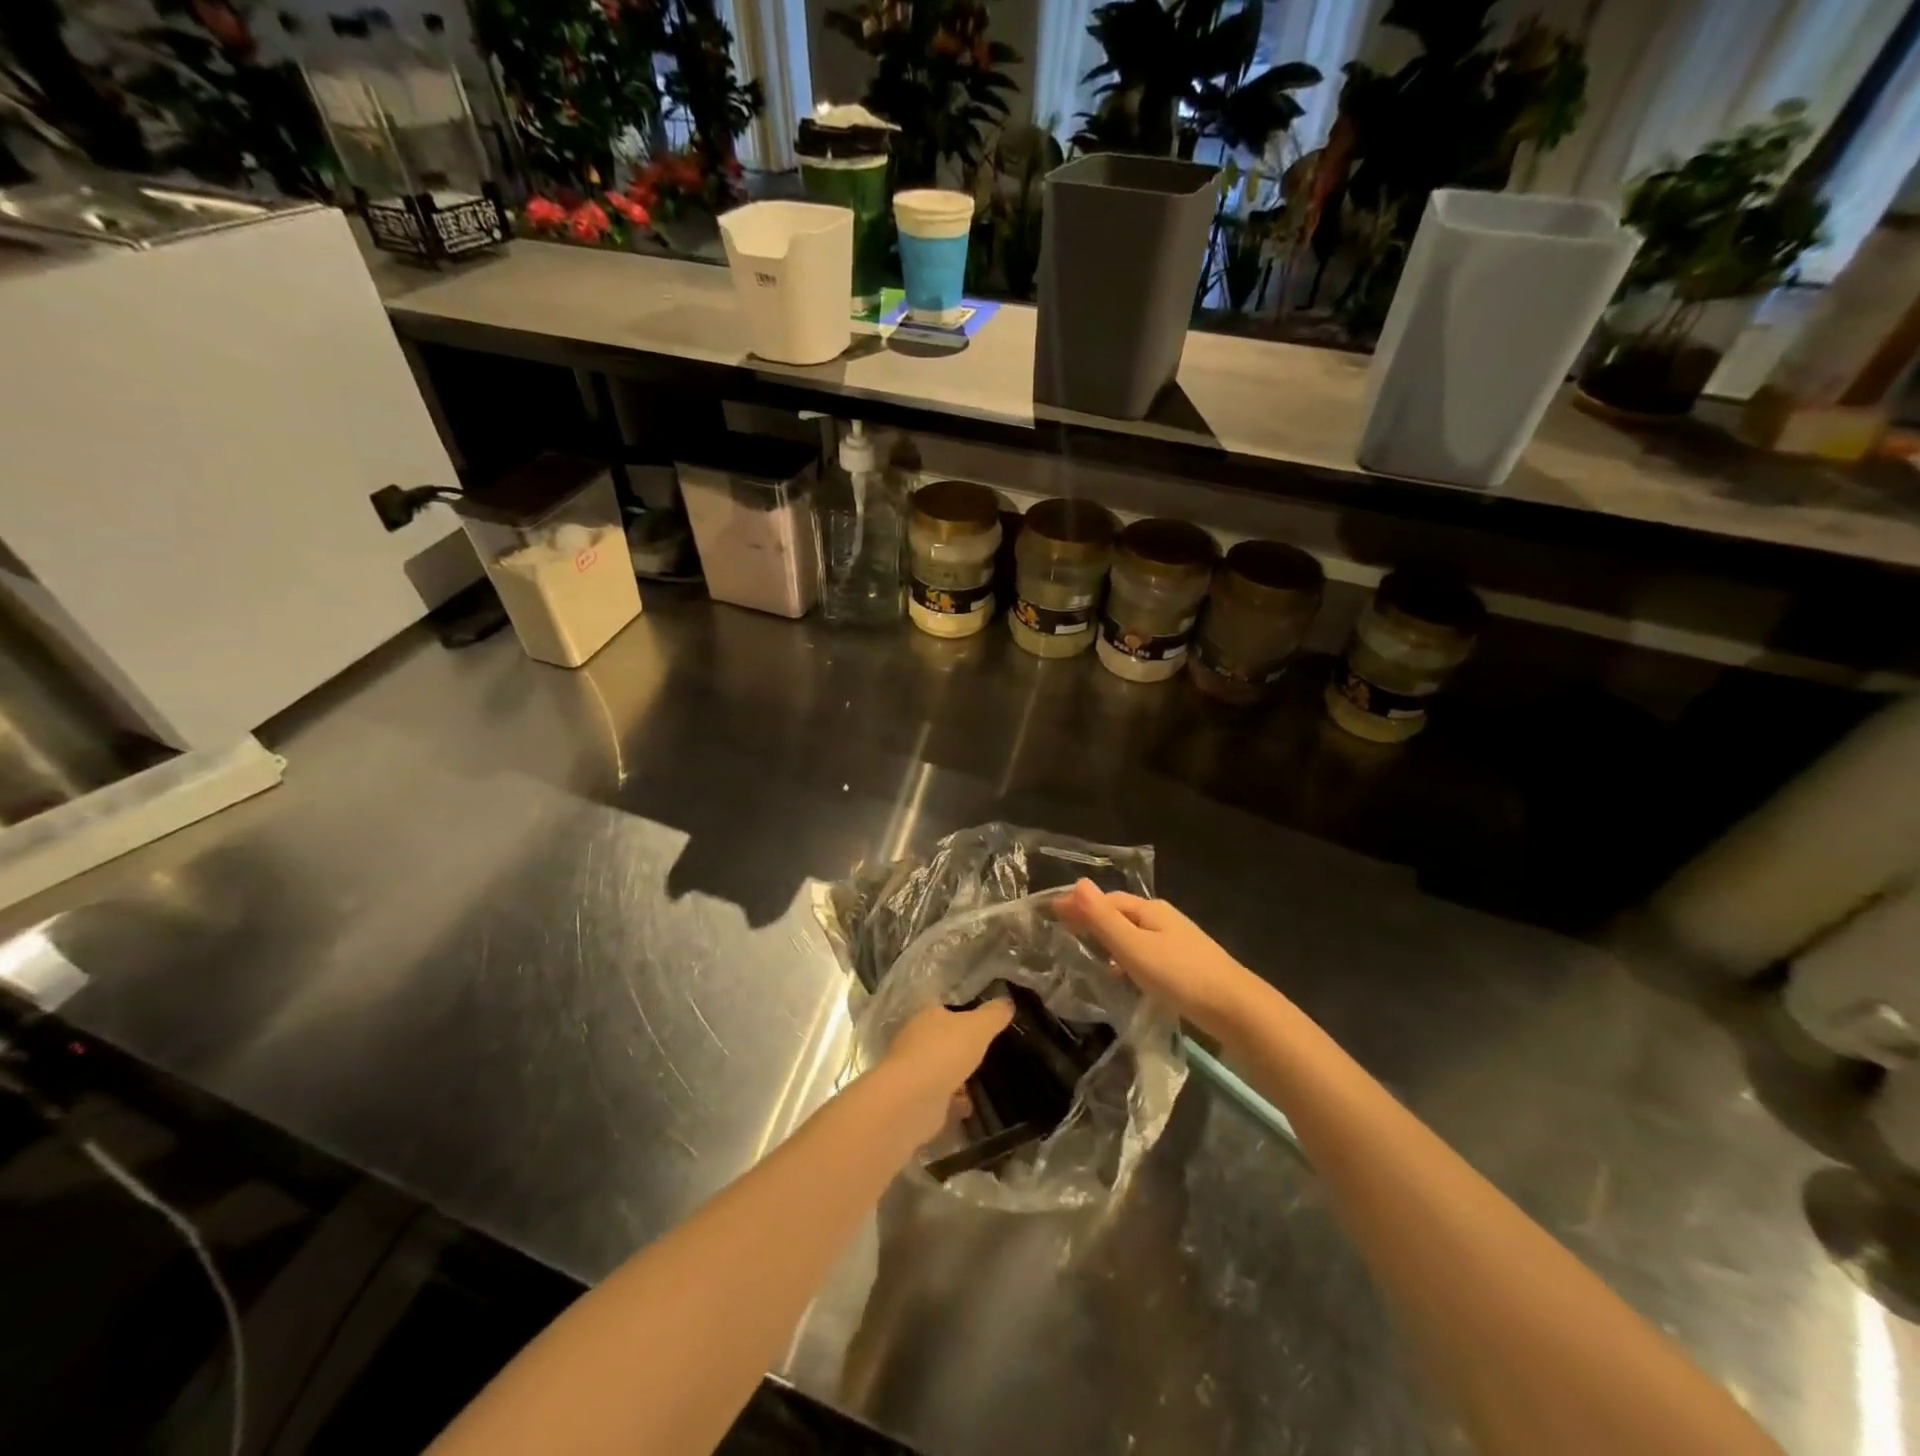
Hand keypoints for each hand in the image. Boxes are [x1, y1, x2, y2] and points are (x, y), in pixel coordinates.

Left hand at [874, 1000, 1012, 1145]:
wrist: (913, 1100)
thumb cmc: (945, 1052)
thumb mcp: (979, 1027)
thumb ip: (994, 1014)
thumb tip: (1007, 1002)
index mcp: (927, 1016)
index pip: (945, 1008)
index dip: (962, 1012)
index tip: (982, 1019)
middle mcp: (916, 1040)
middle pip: (942, 1039)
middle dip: (960, 1046)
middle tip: (986, 1051)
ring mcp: (914, 1071)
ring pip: (940, 1068)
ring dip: (957, 1075)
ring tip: (982, 1081)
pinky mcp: (916, 1100)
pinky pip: (940, 1097)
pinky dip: (953, 1101)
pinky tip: (970, 1106)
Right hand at [1057, 880, 1257, 1040]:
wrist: (1235, 1009)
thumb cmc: (1179, 975)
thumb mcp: (1133, 947)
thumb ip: (1103, 919)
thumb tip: (1077, 883)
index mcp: (1150, 910)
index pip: (1106, 900)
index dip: (1079, 904)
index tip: (1051, 913)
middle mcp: (1164, 919)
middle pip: (1121, 913)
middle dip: (1092, 919)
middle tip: (1064, 932)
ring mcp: (1177, 941)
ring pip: (1134, 934)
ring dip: (1109, 939)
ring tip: (1087, 955)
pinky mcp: (1185, 964)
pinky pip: (1145, 952)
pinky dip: (1126, 957)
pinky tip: (1123, 976)